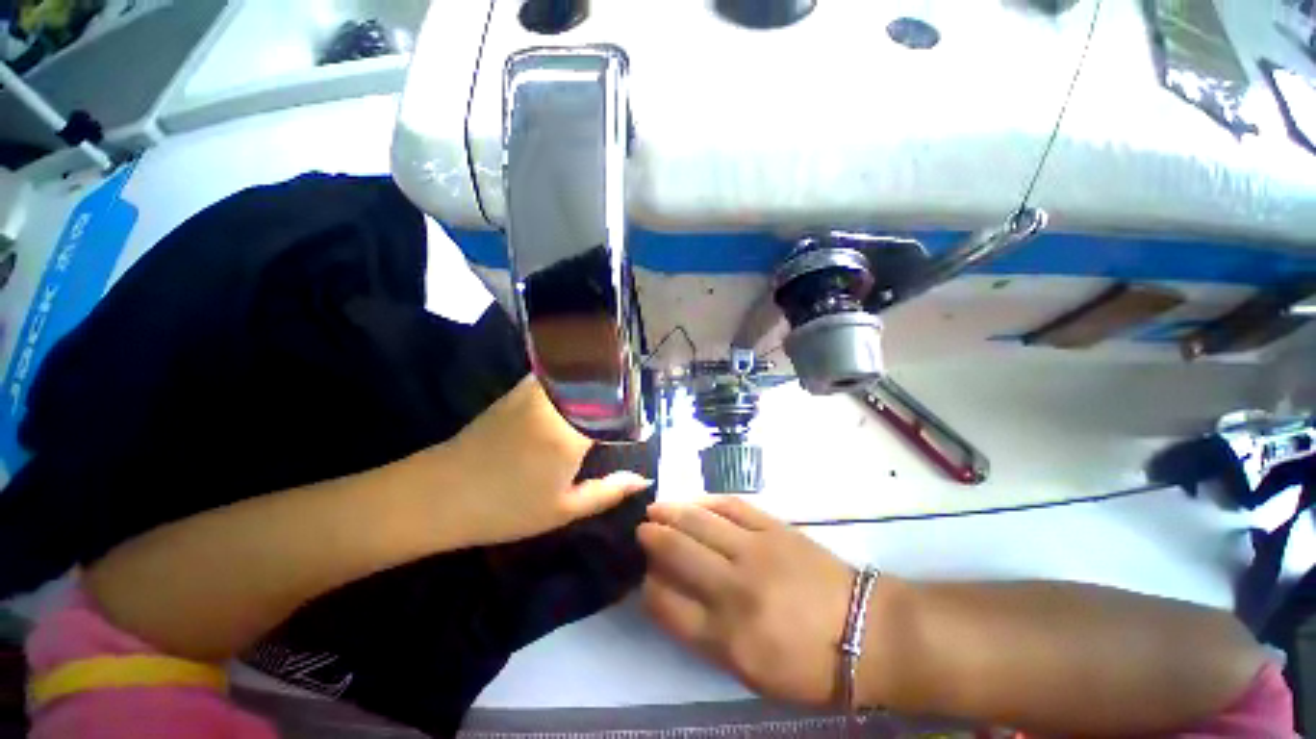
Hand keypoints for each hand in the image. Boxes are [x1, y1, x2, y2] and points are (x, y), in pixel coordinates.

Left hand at [435, 375, 651, 546]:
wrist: (438, 494)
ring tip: (611, 384)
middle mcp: (558, 403)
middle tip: (632, 395)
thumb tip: (643, 478)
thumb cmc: (505, 508)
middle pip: (600, 379)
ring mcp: (535, 391)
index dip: (635, 409)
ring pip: (579, 369)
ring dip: (598, 372)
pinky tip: (579, 384)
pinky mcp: (519, 389)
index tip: (642, 419)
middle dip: (620, 382)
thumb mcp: (562, 509)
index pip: (617, 407)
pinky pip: (557, 371)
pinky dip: (574, 371)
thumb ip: (608, 491)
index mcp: (572, 434)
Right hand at [638, 497, 855, 707]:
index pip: (666, 603)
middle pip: (677, 552)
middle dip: (652, 538)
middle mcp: (733, 588)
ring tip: (655, 508)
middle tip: (641, 529)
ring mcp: (754, 551)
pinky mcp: (773, 528)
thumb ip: (705, 634)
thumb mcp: (749, 670)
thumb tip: (673, 595)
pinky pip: (731, 506)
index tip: (643, 574)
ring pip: (699, 521)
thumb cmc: (807, 665)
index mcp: (726, 636)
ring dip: (671, 511)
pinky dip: (707, 501)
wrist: (864, 630)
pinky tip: (694, 501)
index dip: (648, 585)